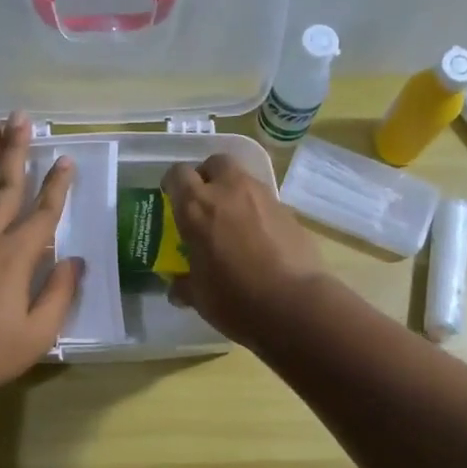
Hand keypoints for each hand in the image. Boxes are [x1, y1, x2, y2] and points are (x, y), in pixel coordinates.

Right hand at [161, 154, 330, 346]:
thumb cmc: (235, 299)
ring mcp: (263, 197)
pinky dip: (257, 212)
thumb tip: (178, 288)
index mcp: (197, 207)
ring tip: (232, 223)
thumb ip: (185, 285)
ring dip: (234, 193)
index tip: (172, 199)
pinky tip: (258, 239)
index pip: (177, 175)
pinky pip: (265, 202)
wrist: (294, 304)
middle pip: (215, 163)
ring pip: (243, 179)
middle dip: (207, 176)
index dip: (172, 184)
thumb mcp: (199, 297)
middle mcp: (229, 191)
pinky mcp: (289, 211)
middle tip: (204, 202)